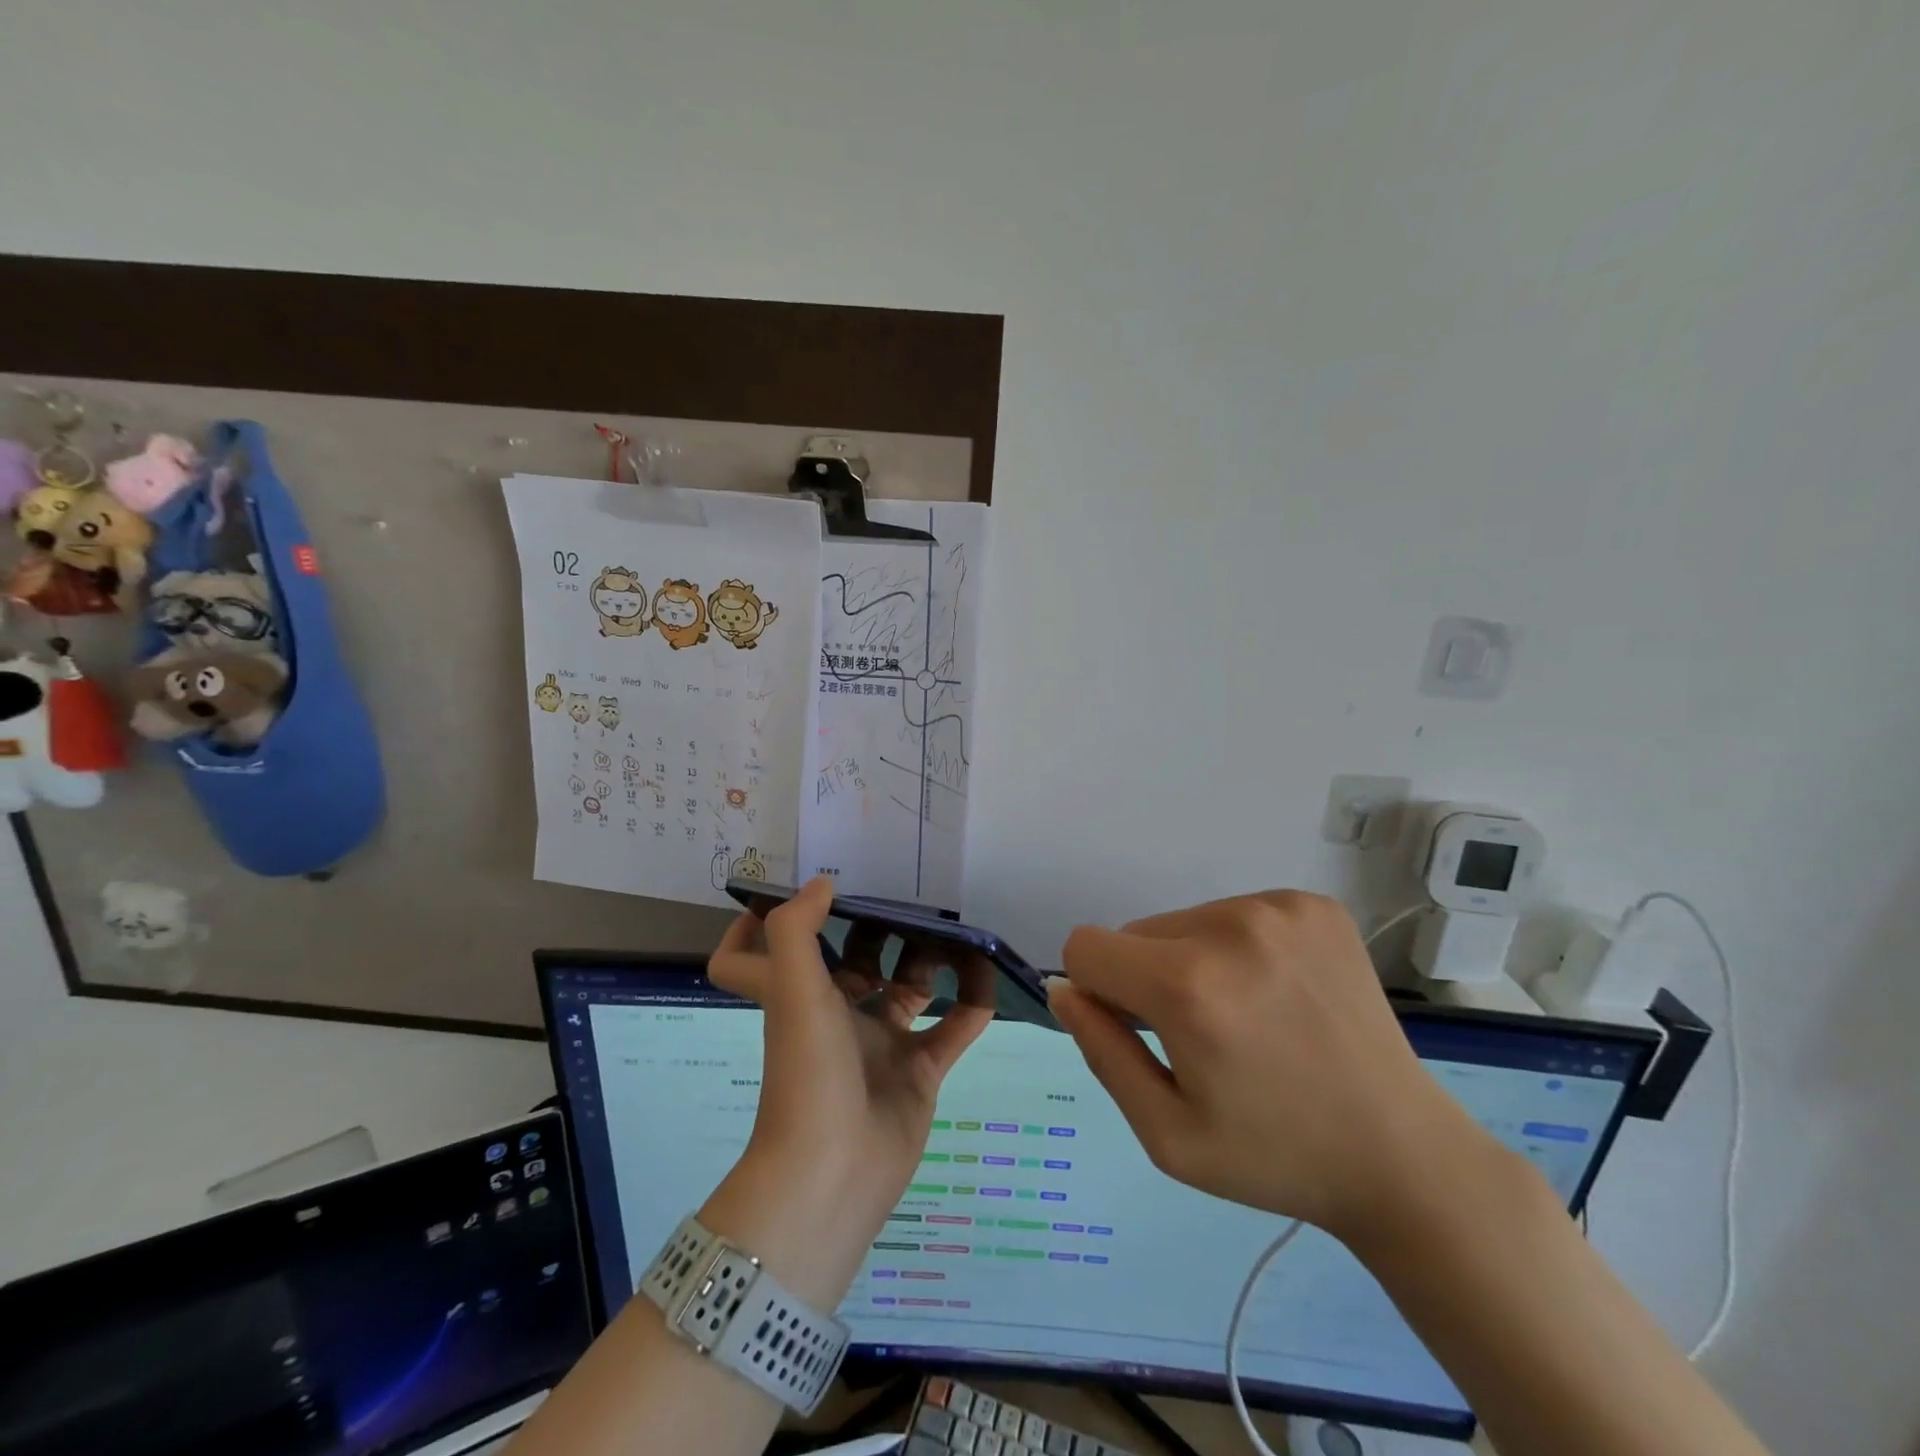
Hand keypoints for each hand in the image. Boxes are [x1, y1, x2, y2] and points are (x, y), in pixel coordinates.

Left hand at [702, 878, 993, 1304]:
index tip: (790, 897)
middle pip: (856, 962)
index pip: (752, 959)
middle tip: (917, 899)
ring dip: (933, 962)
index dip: (753, 926)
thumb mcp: (793, 990)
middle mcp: (835, 1016)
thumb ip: (796, 930)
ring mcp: (879, 1046)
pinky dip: (971, 1005)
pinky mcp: (918, 1073)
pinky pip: (951, 1030)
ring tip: (959, 933)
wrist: (835, 1175)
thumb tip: (820, 883)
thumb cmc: (807, 1072)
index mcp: (798, 996)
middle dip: (882, 931)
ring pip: (909, 989)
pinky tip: (988, 978)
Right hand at [1049, 890, 1493, 1243]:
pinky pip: (1235, 912)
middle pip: (1136, 933)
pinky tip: (1281, 995)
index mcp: (1188, 986)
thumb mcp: (1166, 1134)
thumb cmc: (1274, 1156)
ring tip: (1248, 1018)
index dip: (1095, 990)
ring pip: (1184, 921)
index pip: (1086, 946)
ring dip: (1193, 961)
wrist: (1402, 1156)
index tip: (1137, 1030)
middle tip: (1203, 1037)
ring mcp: (1278, 908)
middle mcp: (1229, 926)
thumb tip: (1065, 989)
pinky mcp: (1314, 905)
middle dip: (1146, 978)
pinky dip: (1240, 948)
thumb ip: (1100, 1051)